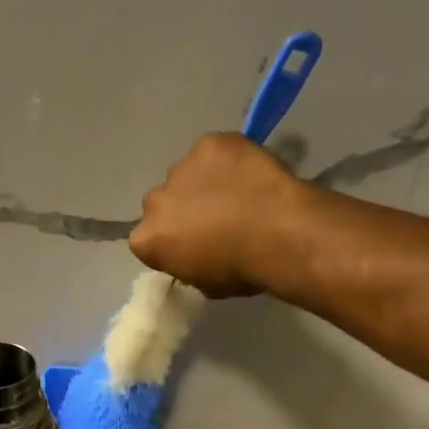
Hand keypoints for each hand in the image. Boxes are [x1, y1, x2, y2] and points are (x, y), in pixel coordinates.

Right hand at [130, 132, 304, 297]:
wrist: (282, 234)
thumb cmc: (245, 270)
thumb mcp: (208, 285)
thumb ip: (190, 264)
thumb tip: (198, 255)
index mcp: (147, 239)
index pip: (148, 239)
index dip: (171, 240)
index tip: (194, 245)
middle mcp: (154, 200)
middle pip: (163, 202)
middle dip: (182, 208)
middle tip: (216, 218)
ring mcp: (181, 167)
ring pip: (188, 173)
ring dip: (204, 182)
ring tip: (239, 193)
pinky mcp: (209, 144)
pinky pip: (214, 150)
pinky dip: (228, 159)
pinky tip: (250, 172)